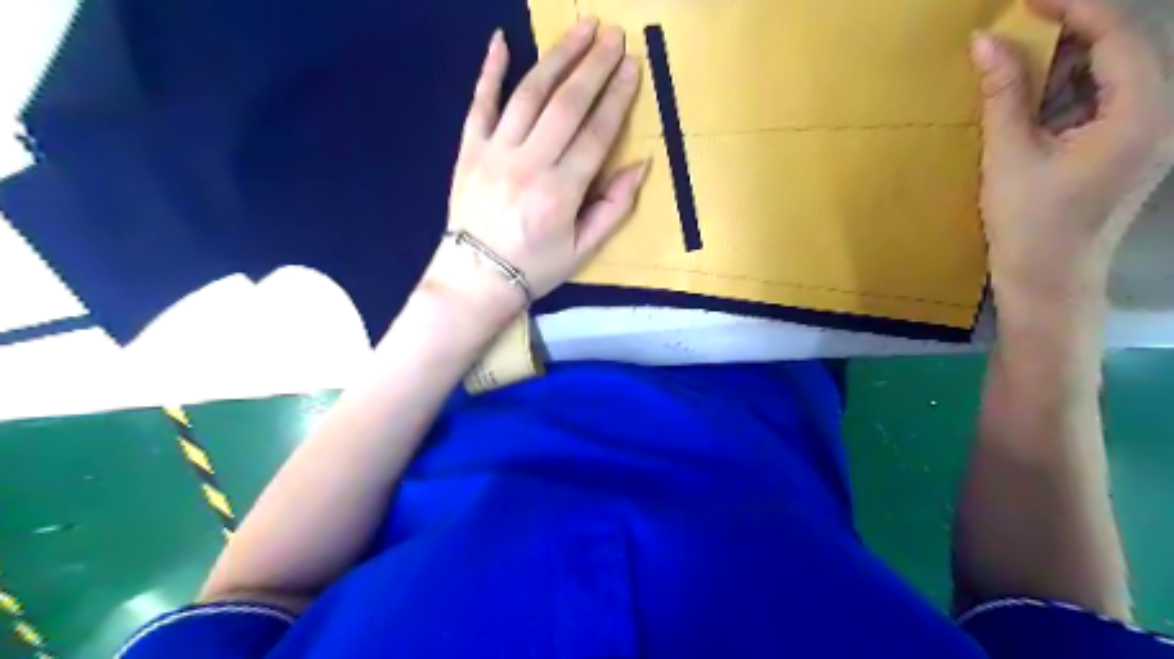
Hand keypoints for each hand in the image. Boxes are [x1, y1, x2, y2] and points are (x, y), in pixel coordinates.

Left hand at [419, 22, 646, 324]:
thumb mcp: (582, 249)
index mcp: (560, 193)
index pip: (595, 134)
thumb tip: (641, 165)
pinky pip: (479, 103)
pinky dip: (489, 70)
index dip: (617, 97)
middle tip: (613, 35)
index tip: (632, 66)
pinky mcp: (469, 150)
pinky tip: (501, 39)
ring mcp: (494, 153)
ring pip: (529, 94)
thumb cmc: (534, 267)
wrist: (476, 278)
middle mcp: (529, 165)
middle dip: (594, 65)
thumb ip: (613, 208)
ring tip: (580, 30)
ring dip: (557, 57)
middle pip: (566, 104)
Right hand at [974, 0, 1173, 308]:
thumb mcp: (1009, 156)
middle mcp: (1158, 115)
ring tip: (1011, 70)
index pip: (1116, 36)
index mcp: (1141, 113)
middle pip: (1117, 53)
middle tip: (1012, 34)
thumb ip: (1003, 94)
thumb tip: (985, 40)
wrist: (1048, 282)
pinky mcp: (1124, 151)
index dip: (1073, 9)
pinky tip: (1027, 106)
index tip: (1025, 1)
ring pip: (1106, 79)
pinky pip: (1099, 106)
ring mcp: (1144, 134)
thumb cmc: (1029, 225)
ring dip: (1060, 69)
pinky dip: (1063, 97)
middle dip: (1065, 38)